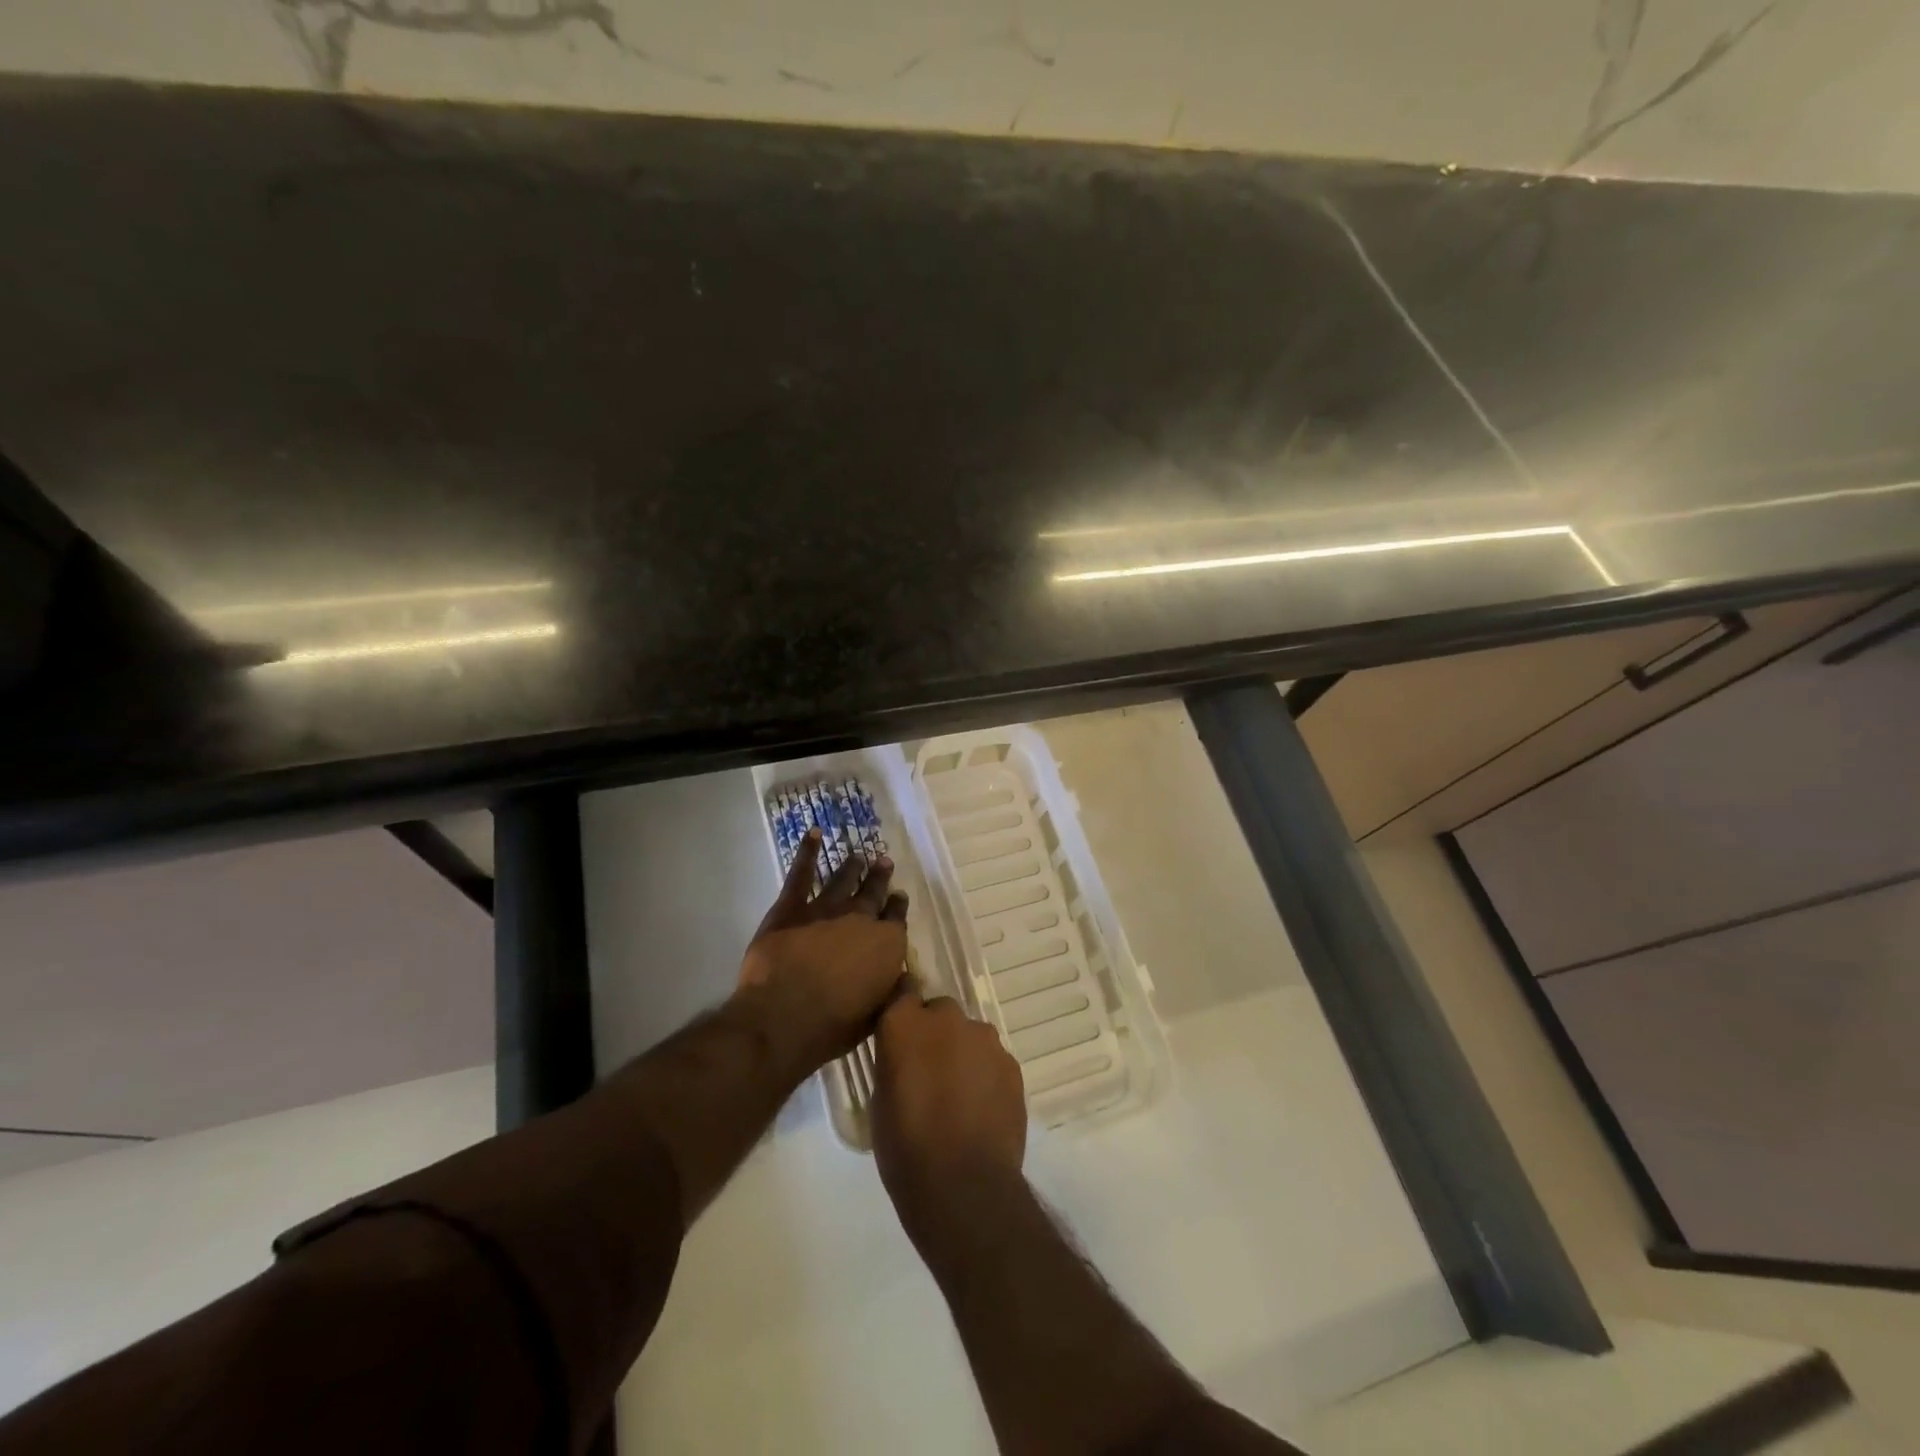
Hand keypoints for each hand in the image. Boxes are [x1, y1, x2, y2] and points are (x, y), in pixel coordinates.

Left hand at [737, 829, 908, 1066]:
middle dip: (880, 878)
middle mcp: (861, 919)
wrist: (785, 1017)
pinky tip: (813, 834)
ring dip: (852, 867)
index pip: (897, 919)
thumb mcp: (877, 1015)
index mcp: (886, 945)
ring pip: (843, 880)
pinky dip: (807, 852)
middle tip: (884, 862)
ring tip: (858, 854)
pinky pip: (801, 874)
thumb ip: (891, 991)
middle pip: (873, 893)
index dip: (897, 907)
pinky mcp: (791, 908)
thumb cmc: (835, 1025)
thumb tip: (903, 978)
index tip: (898, 897)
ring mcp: (826, 909)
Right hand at [872, 991, 1027, 1240]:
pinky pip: (993, 1060)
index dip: (903, 1009)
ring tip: (959, 1095)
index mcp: (905, 1024)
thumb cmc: (905, 1148)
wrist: (964, 1186)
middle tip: (929, 1071)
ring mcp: (984, 1039)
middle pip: (940, 1011)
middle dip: (935, 1033)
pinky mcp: (1012, 1064)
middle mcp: (947, 1019)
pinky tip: (981, 1109)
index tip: (900, 1030)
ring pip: (970, 1035)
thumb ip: (895, 1062)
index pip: (902, 991)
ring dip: (963, 1053)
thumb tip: (906, 1057)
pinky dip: (986, 1075)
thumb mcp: (880, 1100)